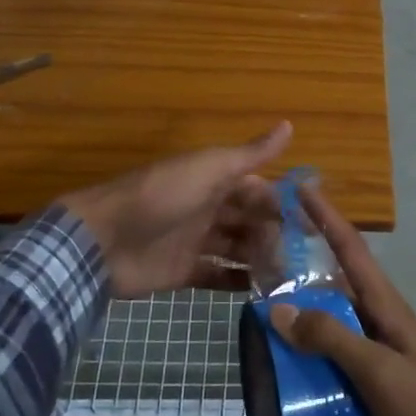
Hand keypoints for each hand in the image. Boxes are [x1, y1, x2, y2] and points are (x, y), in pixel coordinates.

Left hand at [59, 123, 290, 300]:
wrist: (103, 240)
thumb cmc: (161, 196)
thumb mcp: (209, 168)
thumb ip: (250, 154)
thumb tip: (289, 124)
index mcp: (213, 180)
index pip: (257, 189)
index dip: (281, 202)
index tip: (311, 221)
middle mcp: (207, 207)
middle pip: (249, 220)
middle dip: (275, 234)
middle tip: (306, 256)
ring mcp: (194, 240)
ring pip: (237, 248)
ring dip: (261, 258)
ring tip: (291, 275)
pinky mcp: (182, 271)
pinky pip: (217, 275)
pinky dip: (237, 281)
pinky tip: (262, 291)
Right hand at [268, 186, 415, 415]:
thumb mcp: (379, 371)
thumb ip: (332, 339)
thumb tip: (278, 309)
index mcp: (387, 307)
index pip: (352, 250)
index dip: (326, 217)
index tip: (300, 188)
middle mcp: (379, 324)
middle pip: (335, 286)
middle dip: (301, 270)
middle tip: (258, 261)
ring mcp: (377, 358)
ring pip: (331, 327)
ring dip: (301, 319)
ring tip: (258, 316)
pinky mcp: (373, 391)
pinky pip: (333, 364)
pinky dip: (309, 360)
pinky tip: (283, 370)